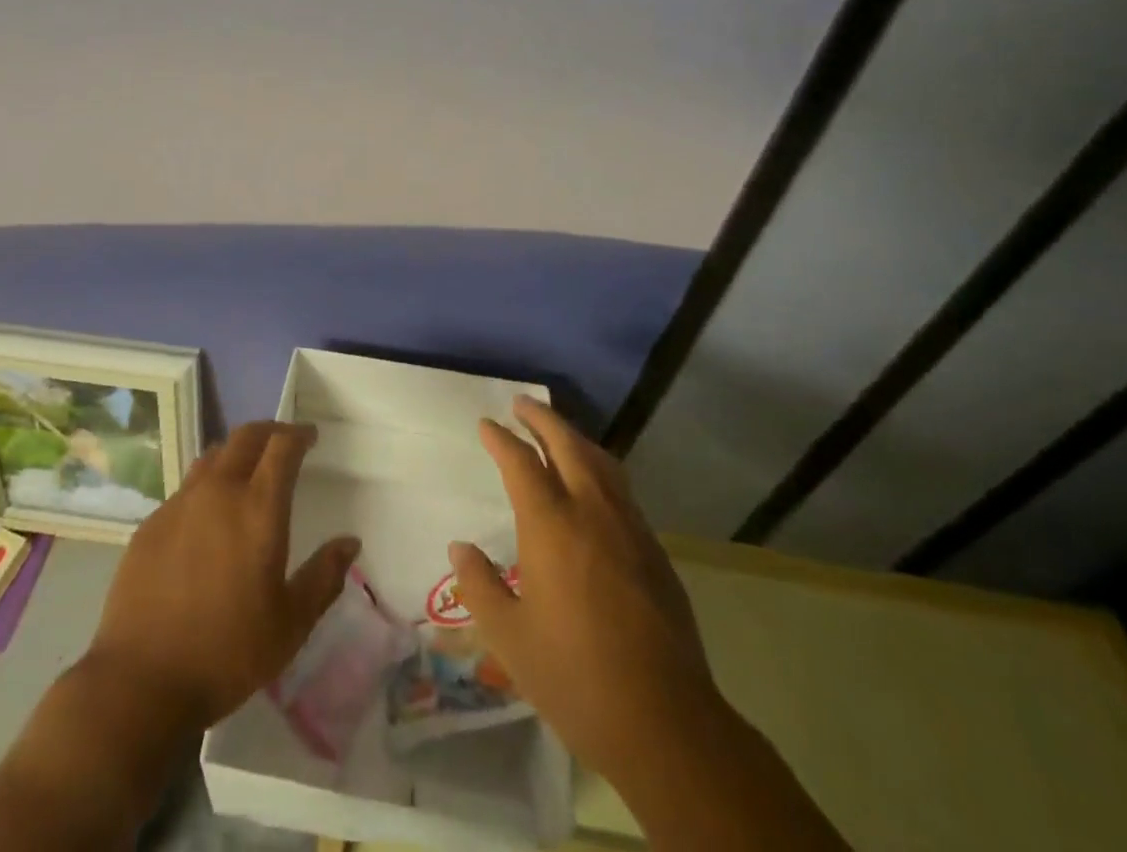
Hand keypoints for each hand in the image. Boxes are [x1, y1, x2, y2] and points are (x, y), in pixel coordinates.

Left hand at [84, 420, 359, 730]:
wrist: (140, 681)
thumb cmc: (227, 653)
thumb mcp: (291, 624)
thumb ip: (324, 577)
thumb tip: (349, 542)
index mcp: (258, 508)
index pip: (282, 446)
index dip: (299, 434)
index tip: (310, 437)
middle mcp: (218, 492)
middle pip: (245, 437)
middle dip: (269, 432)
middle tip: (284, 443)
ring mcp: (179, 504)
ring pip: (213, 457)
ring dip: (236, 453)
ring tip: (247, 472)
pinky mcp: (151, 524)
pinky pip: (186, 488)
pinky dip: (207, 486)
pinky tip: (208, 517)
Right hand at [450, 395, 716, 791]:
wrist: (666, 722)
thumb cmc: (575, 678)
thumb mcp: (510, 638)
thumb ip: (480, 586)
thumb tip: (460, 548)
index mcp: (552, 526)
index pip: (522, 463)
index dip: (501, 440)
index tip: (486, 425)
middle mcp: (593, 513)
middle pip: (568, 445)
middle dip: (542, 420)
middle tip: (521, 404)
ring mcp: (630, 529)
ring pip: (601, 463)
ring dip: (574, 438)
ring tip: (556, 432)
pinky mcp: (655, 551)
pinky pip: (621, 489)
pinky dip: (599, 468)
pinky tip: (592, 486)